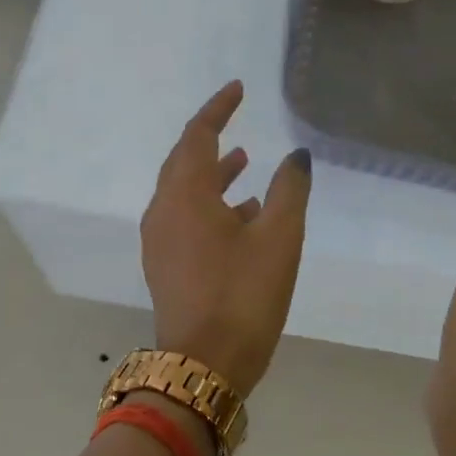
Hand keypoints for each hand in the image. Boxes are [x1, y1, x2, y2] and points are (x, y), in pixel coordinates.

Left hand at [139, 81, 311, 394]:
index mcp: (186, 194)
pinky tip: (240, 215)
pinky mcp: (165, 265)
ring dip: (212, 173)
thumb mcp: (279, 237)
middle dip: (210, 137)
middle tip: (235, 121)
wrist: (203, 367)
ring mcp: (160, 240)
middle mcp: (164, 210)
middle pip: (183, 160)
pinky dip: (209, 203)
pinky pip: (184, 216)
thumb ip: (289, 189)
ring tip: (243, 163)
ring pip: (184, 190)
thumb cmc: (243, 294)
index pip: (198, 134)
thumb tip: (296, 156)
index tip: (237, 89)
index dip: (218, 108)